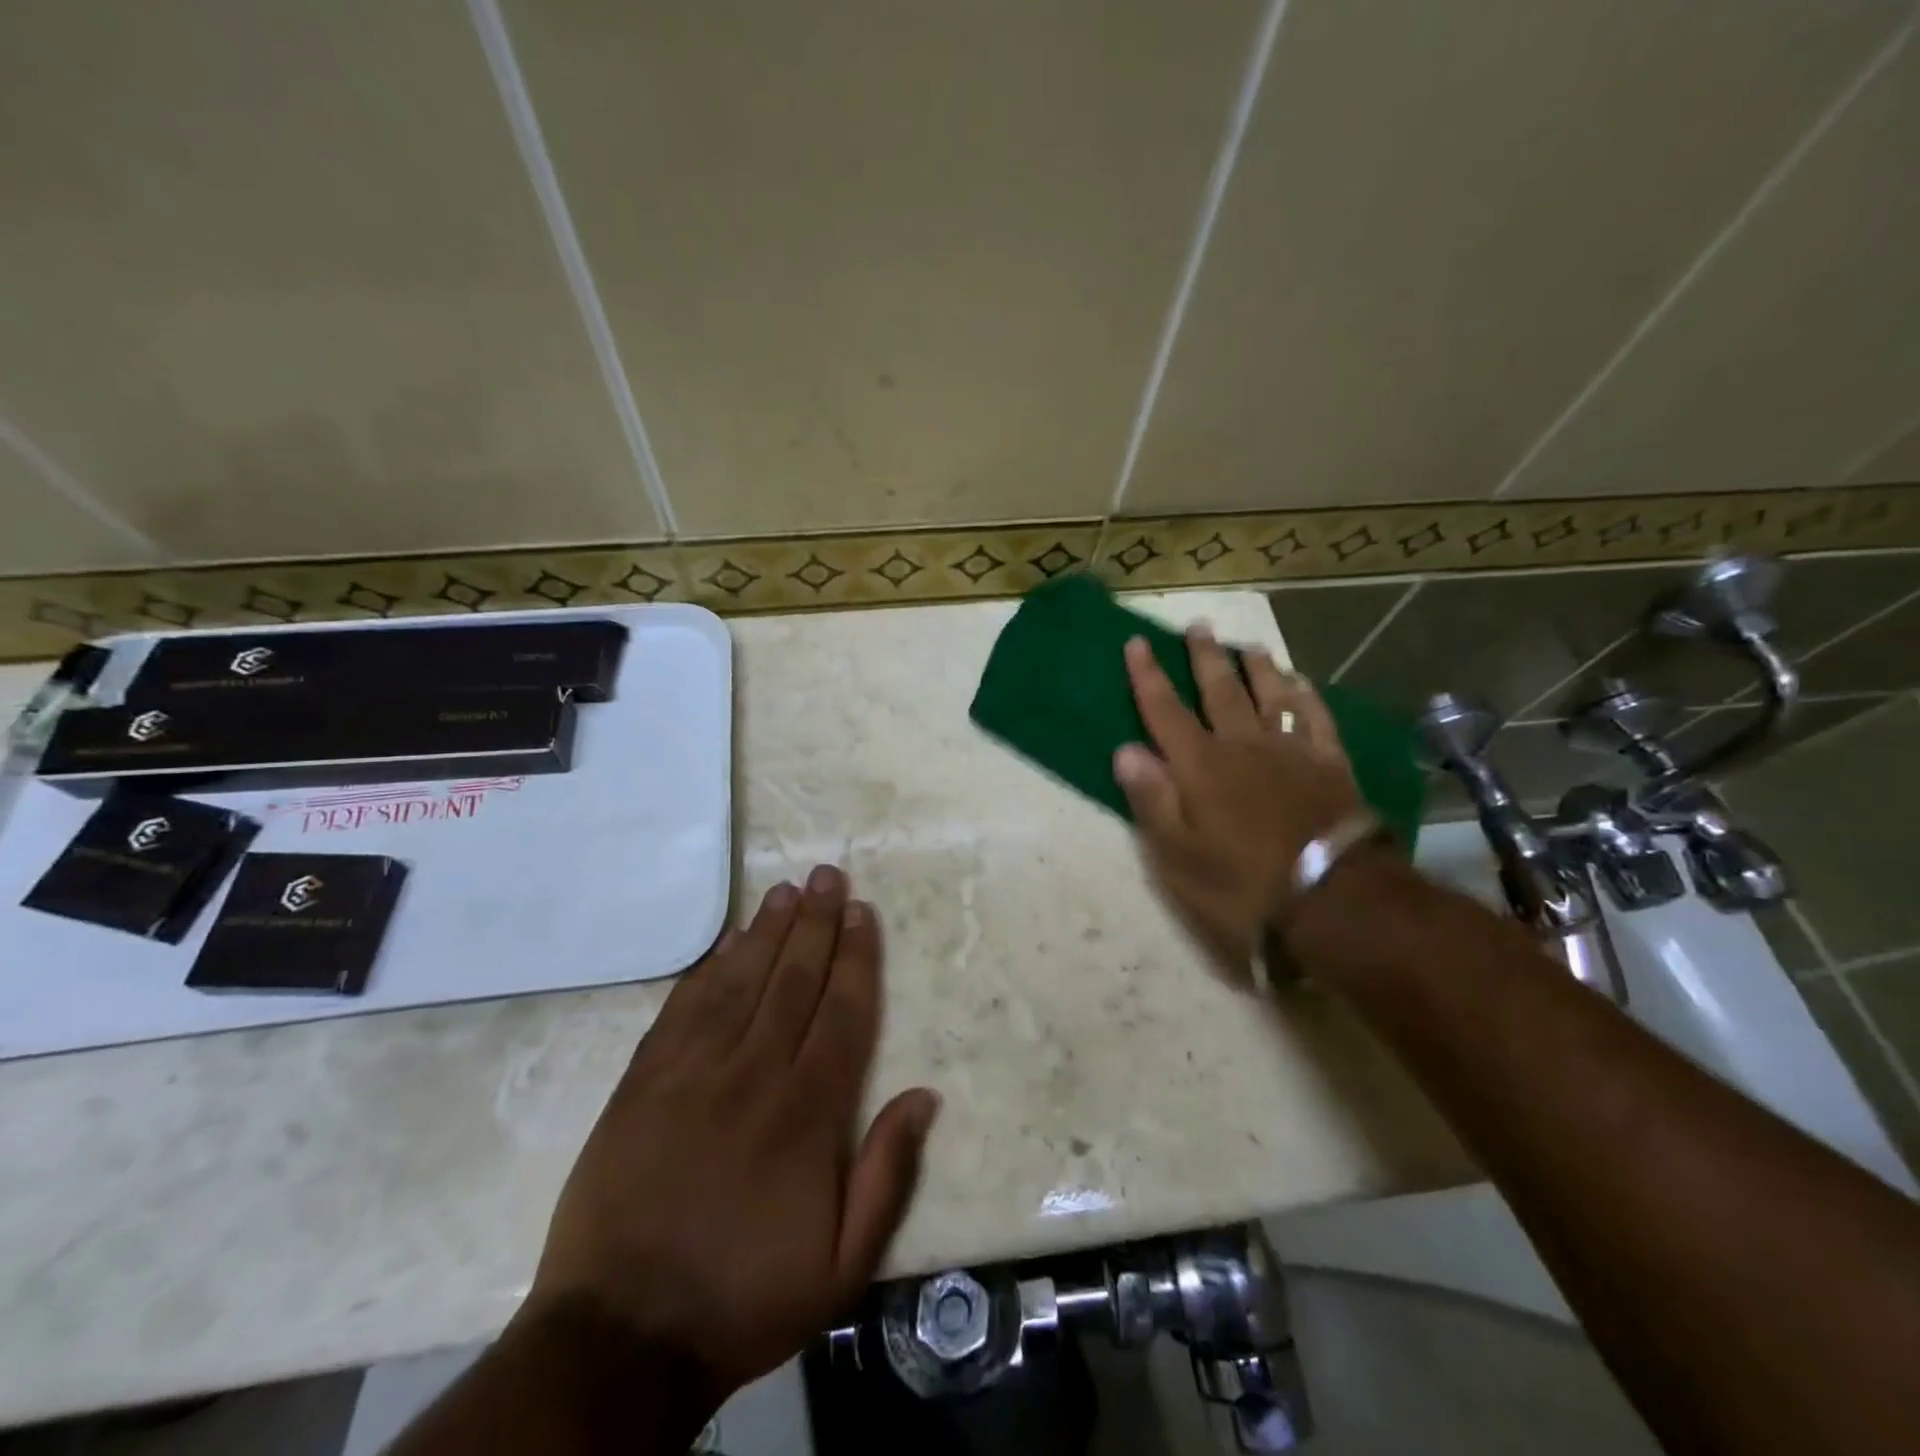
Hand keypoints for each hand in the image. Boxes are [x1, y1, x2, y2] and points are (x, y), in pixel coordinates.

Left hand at [520, 866, 939, 1396]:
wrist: (621, 1338)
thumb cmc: (745, 1298)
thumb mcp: (843, 1266)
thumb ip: (888, 1174)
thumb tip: (924, 1095)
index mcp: (807, 1114)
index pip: (841, 1013)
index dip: (855, 957)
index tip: (862, 913)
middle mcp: (753, 1075)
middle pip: (793, 980)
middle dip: (815, 923)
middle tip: (827, 875)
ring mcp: (691, 1074)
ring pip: (739, 982)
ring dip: (766, 932)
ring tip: (786, 891)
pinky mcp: (642, 1083)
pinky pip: (682, 1009)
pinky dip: (706, 970)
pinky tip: (725, 944)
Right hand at [1114, 627, 1362, 984]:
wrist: (1333, 897)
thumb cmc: (1242, 882)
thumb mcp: (1178, 855)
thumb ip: (1152, 799)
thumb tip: (1126, 750)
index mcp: (1200, 766)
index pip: (1164, 711)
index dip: (1147, 676)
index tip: (1137, 642)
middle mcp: (1243, 745)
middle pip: (1219, 691)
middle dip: (1204, 658)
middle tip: (1198, 626)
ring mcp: (1291, 751)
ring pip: (1270, 695)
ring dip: (1257, 668)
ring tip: (1248, 647)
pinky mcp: (1330, 764)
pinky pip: (1317, 718)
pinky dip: (1307, 696)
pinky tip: (1302, 683)